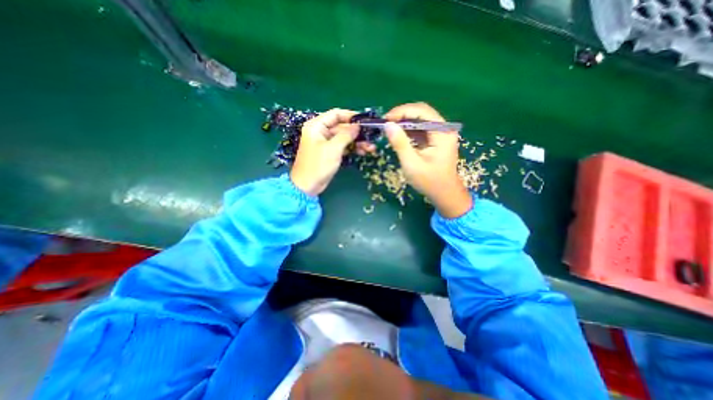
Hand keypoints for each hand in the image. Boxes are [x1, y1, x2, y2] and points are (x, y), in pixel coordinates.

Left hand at [290, 108, 373, 194]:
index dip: (351, 116)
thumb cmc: (318, 165)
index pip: (336, 114)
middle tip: (371, 137)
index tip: (365, 121)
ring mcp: (326, 143)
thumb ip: (346, 135)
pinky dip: (352, 148)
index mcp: (317, 126)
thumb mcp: (333, 148)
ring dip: (357, 141)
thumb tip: (357, 126)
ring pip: (344, 138)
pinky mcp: (330, 153)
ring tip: (371, 147)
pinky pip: (343, 147)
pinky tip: (363, 151)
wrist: (308, 186)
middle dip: (357, 132)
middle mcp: (321, 132)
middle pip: (342, 127)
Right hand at [385, 102, 470, 216]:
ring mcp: (441, 133)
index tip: (385, 119)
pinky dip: (408, 130)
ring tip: (389, 128)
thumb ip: (400, 143)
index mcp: (442, 132)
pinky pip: (421, 129)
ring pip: (420, 120)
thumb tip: (388, 125)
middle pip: (422, 113)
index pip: (422, 111)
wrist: (444, 194)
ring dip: (404, 122)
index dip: (402, 111)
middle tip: (386, 123)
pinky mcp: (436, 139)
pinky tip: (398, 135)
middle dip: (402, 115)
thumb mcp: (411, 163)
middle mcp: (444, 128)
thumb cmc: (429, 181)